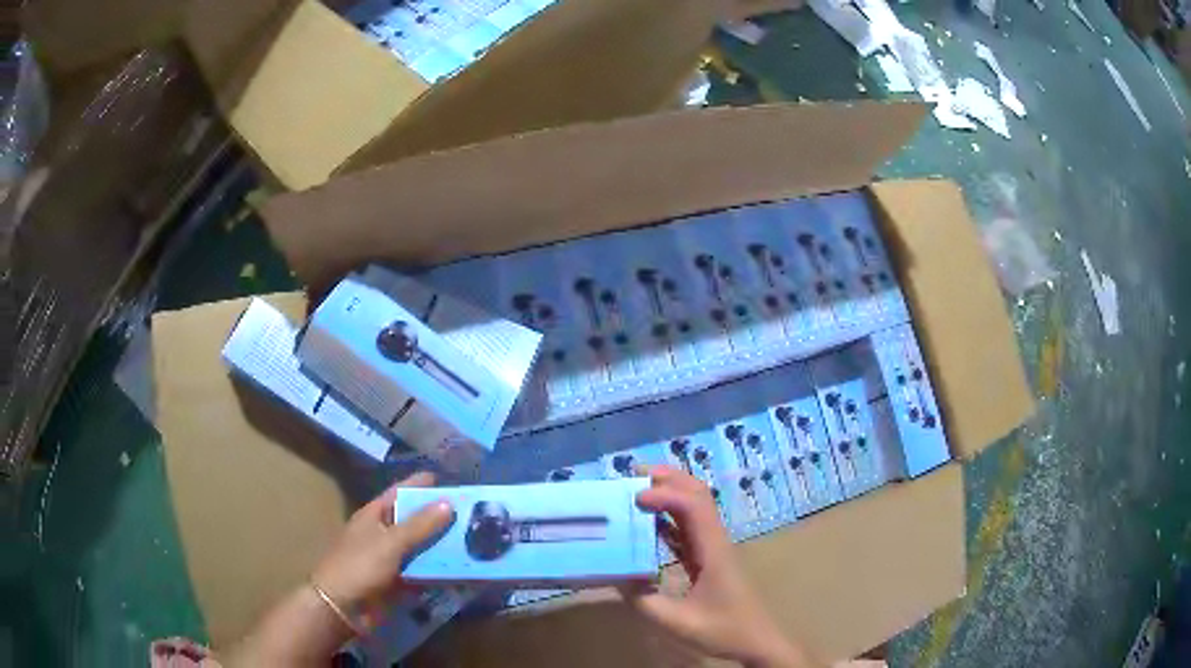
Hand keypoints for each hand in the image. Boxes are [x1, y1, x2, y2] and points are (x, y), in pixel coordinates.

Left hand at [226, 472, 453, 666]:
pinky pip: (423, 571)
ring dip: (444, 546)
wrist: (340, 608)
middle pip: (415, 520)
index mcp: (374, 515)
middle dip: (441, 518)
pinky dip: (439, 570)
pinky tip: (463, 570)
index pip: (401, 492)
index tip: (452, 481)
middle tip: (475, 516)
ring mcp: (390, 558)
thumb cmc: (359, 567)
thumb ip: (419, 526)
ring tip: (477, 541)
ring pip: (422, 547)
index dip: (423, 485)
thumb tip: (449, 503)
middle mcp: (383, 532)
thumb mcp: (390, 543)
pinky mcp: (398, 581)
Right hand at [625, 466, 811, 667]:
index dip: (665, 495)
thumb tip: (615, 575)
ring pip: (694, 508)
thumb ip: (643, 601)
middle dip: (668, 479)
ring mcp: (713, 548)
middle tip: (632, 475)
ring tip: (635, 491)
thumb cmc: (723, 630)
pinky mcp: (708, 559)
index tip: (634, 499)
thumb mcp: (678, 623)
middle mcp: (715, 541)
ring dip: (668, 494)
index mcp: (713, 550)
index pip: (693, 506)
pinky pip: (688, 529)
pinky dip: (667, 519)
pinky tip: (647, 524)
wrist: (756, 642)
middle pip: (698, 495)